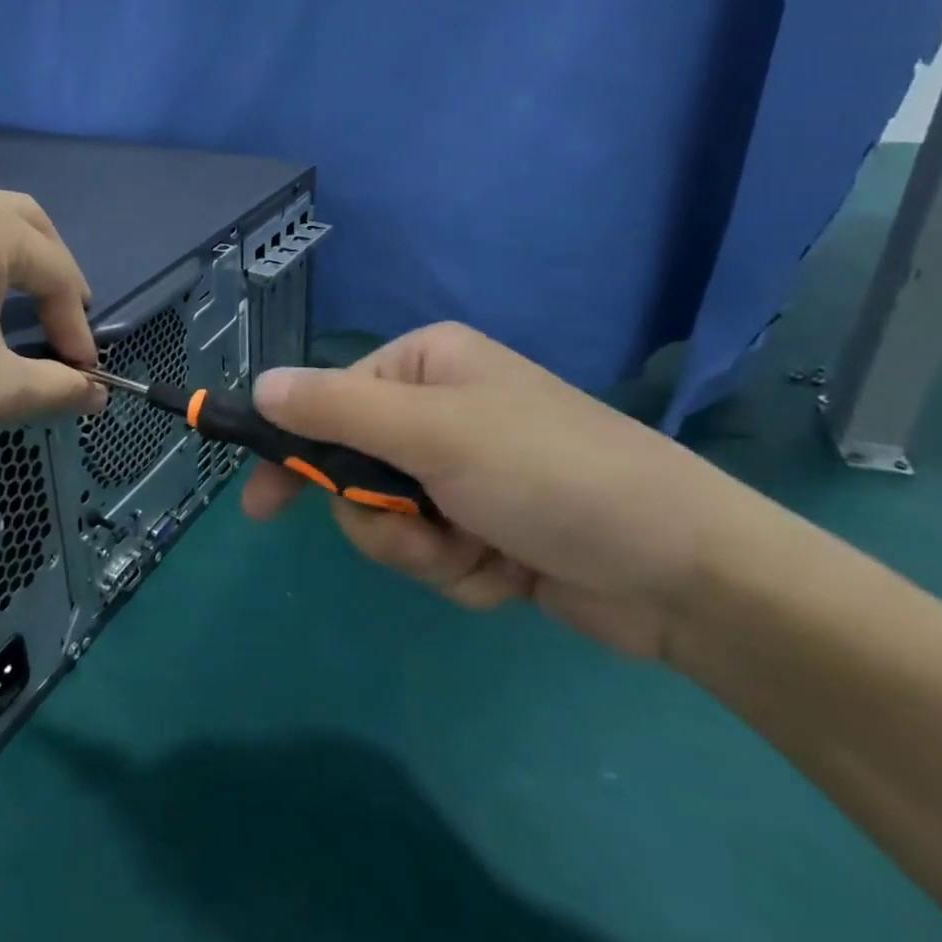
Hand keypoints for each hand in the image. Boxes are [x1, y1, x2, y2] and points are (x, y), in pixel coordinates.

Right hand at [241, 323, 755, 657]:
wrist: (682, 570)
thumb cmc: (549, 473)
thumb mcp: (433, 434)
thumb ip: (337, 408)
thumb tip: (259, 386)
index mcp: (423, 367)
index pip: (327, 403)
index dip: (295, 455)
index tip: (262, 508)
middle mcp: (438, 412)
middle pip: (354, 471)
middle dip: (384, 518)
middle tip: (426, 531)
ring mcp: (462, 473)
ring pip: (389, 522)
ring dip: (424, 551)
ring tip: (480, 554)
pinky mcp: (484, 528)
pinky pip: (431, 556)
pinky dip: (462, 574)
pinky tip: (510, 573)